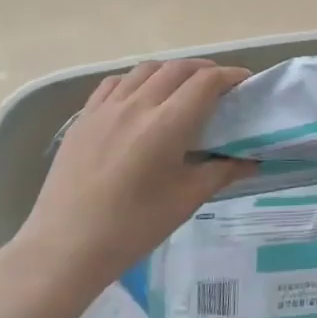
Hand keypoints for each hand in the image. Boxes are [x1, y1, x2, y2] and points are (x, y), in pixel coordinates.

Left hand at [2, 59, 253, 302]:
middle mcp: (137, 105)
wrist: (64, 249)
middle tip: (219, 86)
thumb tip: (252, 161)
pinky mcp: (83, 117)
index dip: (230, 75)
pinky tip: (140, 97)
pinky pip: (115, 82)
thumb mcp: (185, 201)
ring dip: (171, 71)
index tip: (245, 82)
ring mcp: (106, 108)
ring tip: (181, 88)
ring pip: (146, 69)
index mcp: (166, 125)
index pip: (206, 82)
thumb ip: (221, 172)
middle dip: (204, 70)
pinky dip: (136, 80)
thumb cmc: (132, 228)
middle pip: (178, 68)